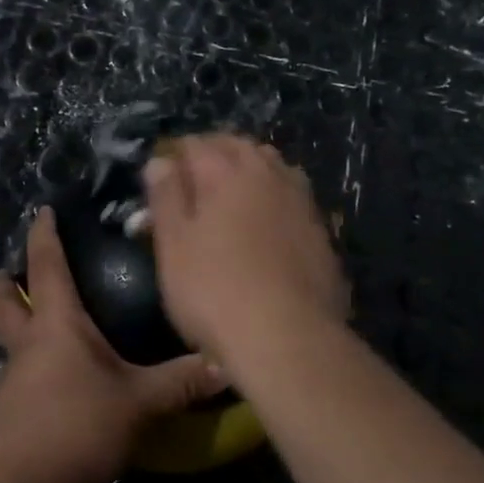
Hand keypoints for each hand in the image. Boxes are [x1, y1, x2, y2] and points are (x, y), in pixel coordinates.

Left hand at [0, 207, 227, 482]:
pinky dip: (33, 369)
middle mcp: (29, 344)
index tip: (42, 212)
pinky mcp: (10, 415)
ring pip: (11, 341)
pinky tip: (59, 384)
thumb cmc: (76, 423)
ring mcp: (14, 381)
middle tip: (10, 272)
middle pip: (5, 304)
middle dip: (6, 284)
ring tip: (48, 329)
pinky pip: (20, 378)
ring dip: (20, 327)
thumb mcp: (138, 402)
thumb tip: (224, 363)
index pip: (47, 266)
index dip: (44, 236)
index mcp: (57, 324)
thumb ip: (180, 382)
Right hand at [143, 134, 348, 367]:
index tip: (162, 175)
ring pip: (272, 166)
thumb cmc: (215, 291)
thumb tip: (161, 160)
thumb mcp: (173, 246)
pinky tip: (267, 222)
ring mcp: (300, 200)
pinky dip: (275, 196)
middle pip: (238, 146)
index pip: (196, 143)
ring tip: (231, 194)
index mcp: (226, 171)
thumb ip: (166, 196)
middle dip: (214, 153)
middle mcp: (268, 174)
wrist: (289, 339)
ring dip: (250, 169)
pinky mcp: (321, 230)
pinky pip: (292, 196)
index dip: (175, 155)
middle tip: (194, 179)